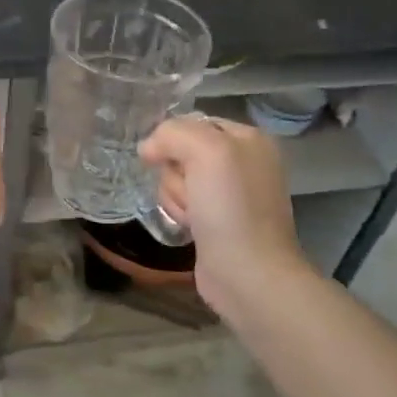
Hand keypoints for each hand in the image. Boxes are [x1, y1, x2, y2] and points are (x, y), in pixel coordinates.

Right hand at [139, 116, 319, 324]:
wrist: (248, 273)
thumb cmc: (231, 207)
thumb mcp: (206, 151)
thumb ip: (172, 133)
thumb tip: (148, 149)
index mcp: (248, 139)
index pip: (193, 122)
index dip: (173, 139)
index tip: (167, 159)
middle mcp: (242, 162)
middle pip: (181, 152)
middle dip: (176, 173)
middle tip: (191, 192)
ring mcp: (229, 193)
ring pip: (176, 178)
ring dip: (175, 196)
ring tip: (192, 216)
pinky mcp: (215, 220)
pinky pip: (181, 203)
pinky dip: (179, 213)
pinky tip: (190, 228)